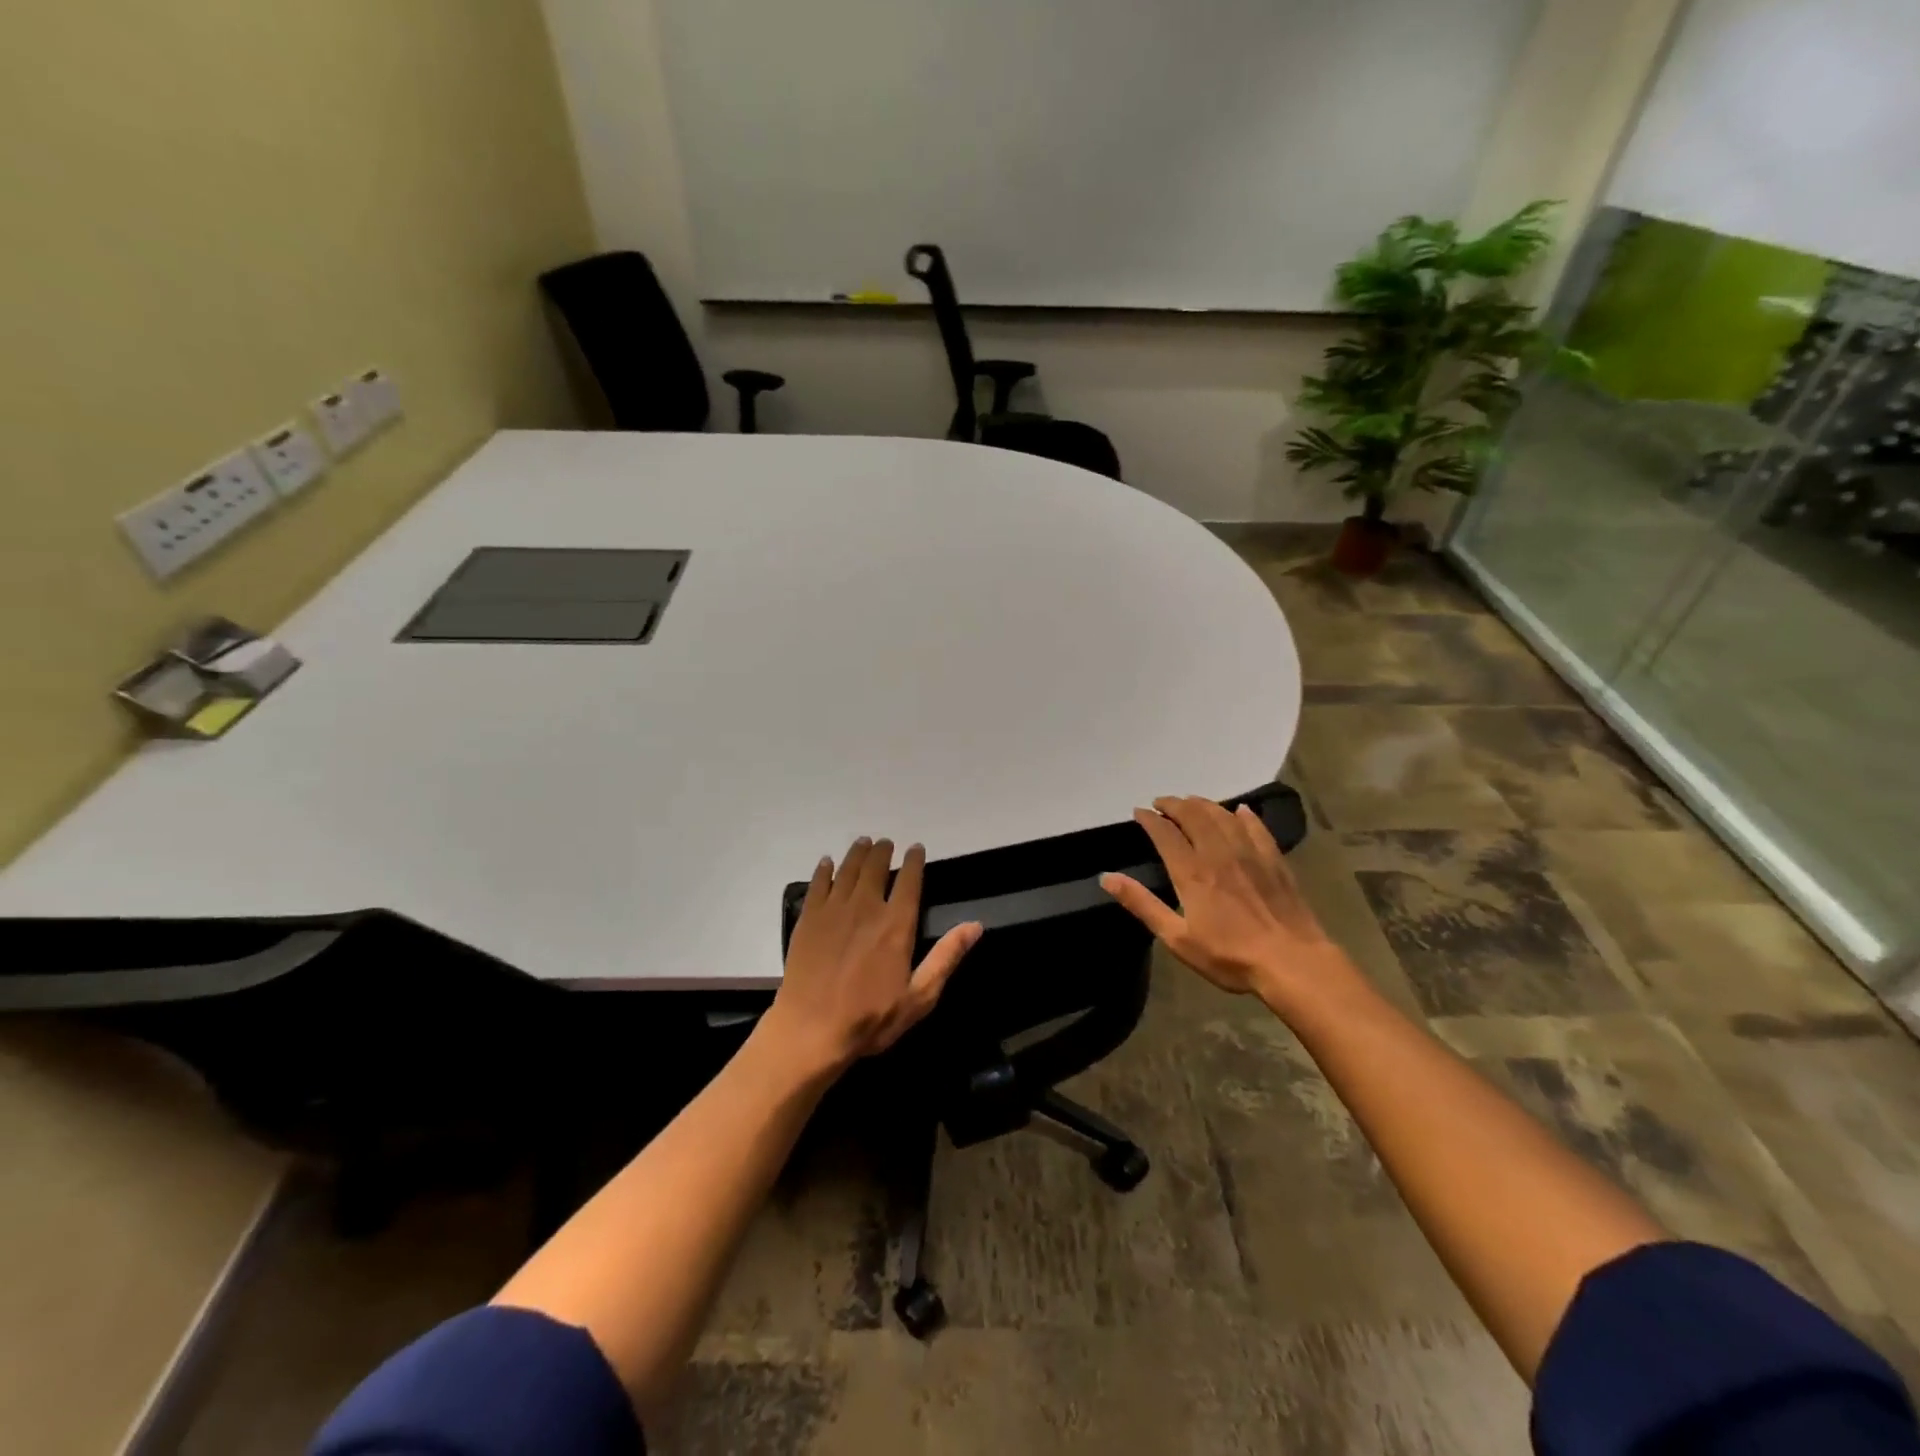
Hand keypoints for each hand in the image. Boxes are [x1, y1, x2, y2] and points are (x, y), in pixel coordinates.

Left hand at [764, 837, 982, 1075]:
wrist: (811, 1030)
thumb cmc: (870, 1018)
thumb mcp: (919, 997)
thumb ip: (946, 957)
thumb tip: (975, 925)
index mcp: (896, 924)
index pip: (909, 881)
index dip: (913, 861)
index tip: (915, 848)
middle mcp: (866, 907)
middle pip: (875, 867)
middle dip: (883, 851)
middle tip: (885, 842)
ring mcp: (833, 910)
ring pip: (847, 870)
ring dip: (857, 853)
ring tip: (863, 842)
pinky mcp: (808, 919)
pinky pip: (818, 884)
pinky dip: (825, 869)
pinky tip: (827, 863)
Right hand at [1101, 796, 1352, 1014]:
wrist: (1292, 963)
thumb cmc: (1230, 956)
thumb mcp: (1177, 938)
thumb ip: (1142, 904)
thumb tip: (1107, 878)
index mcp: (1192, 872)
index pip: (1165, 834)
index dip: (1150, 819)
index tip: (1139, 812)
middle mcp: (1218, 853)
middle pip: (1194, 815)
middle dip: (1174, 804)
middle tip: (1162, 803)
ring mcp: (1250, 853)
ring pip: (1223, 816)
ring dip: (1203, 804)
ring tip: (1191, 803)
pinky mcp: (1274, 860)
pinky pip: (1256, 827)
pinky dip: (1243, 815)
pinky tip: (1239, 811)